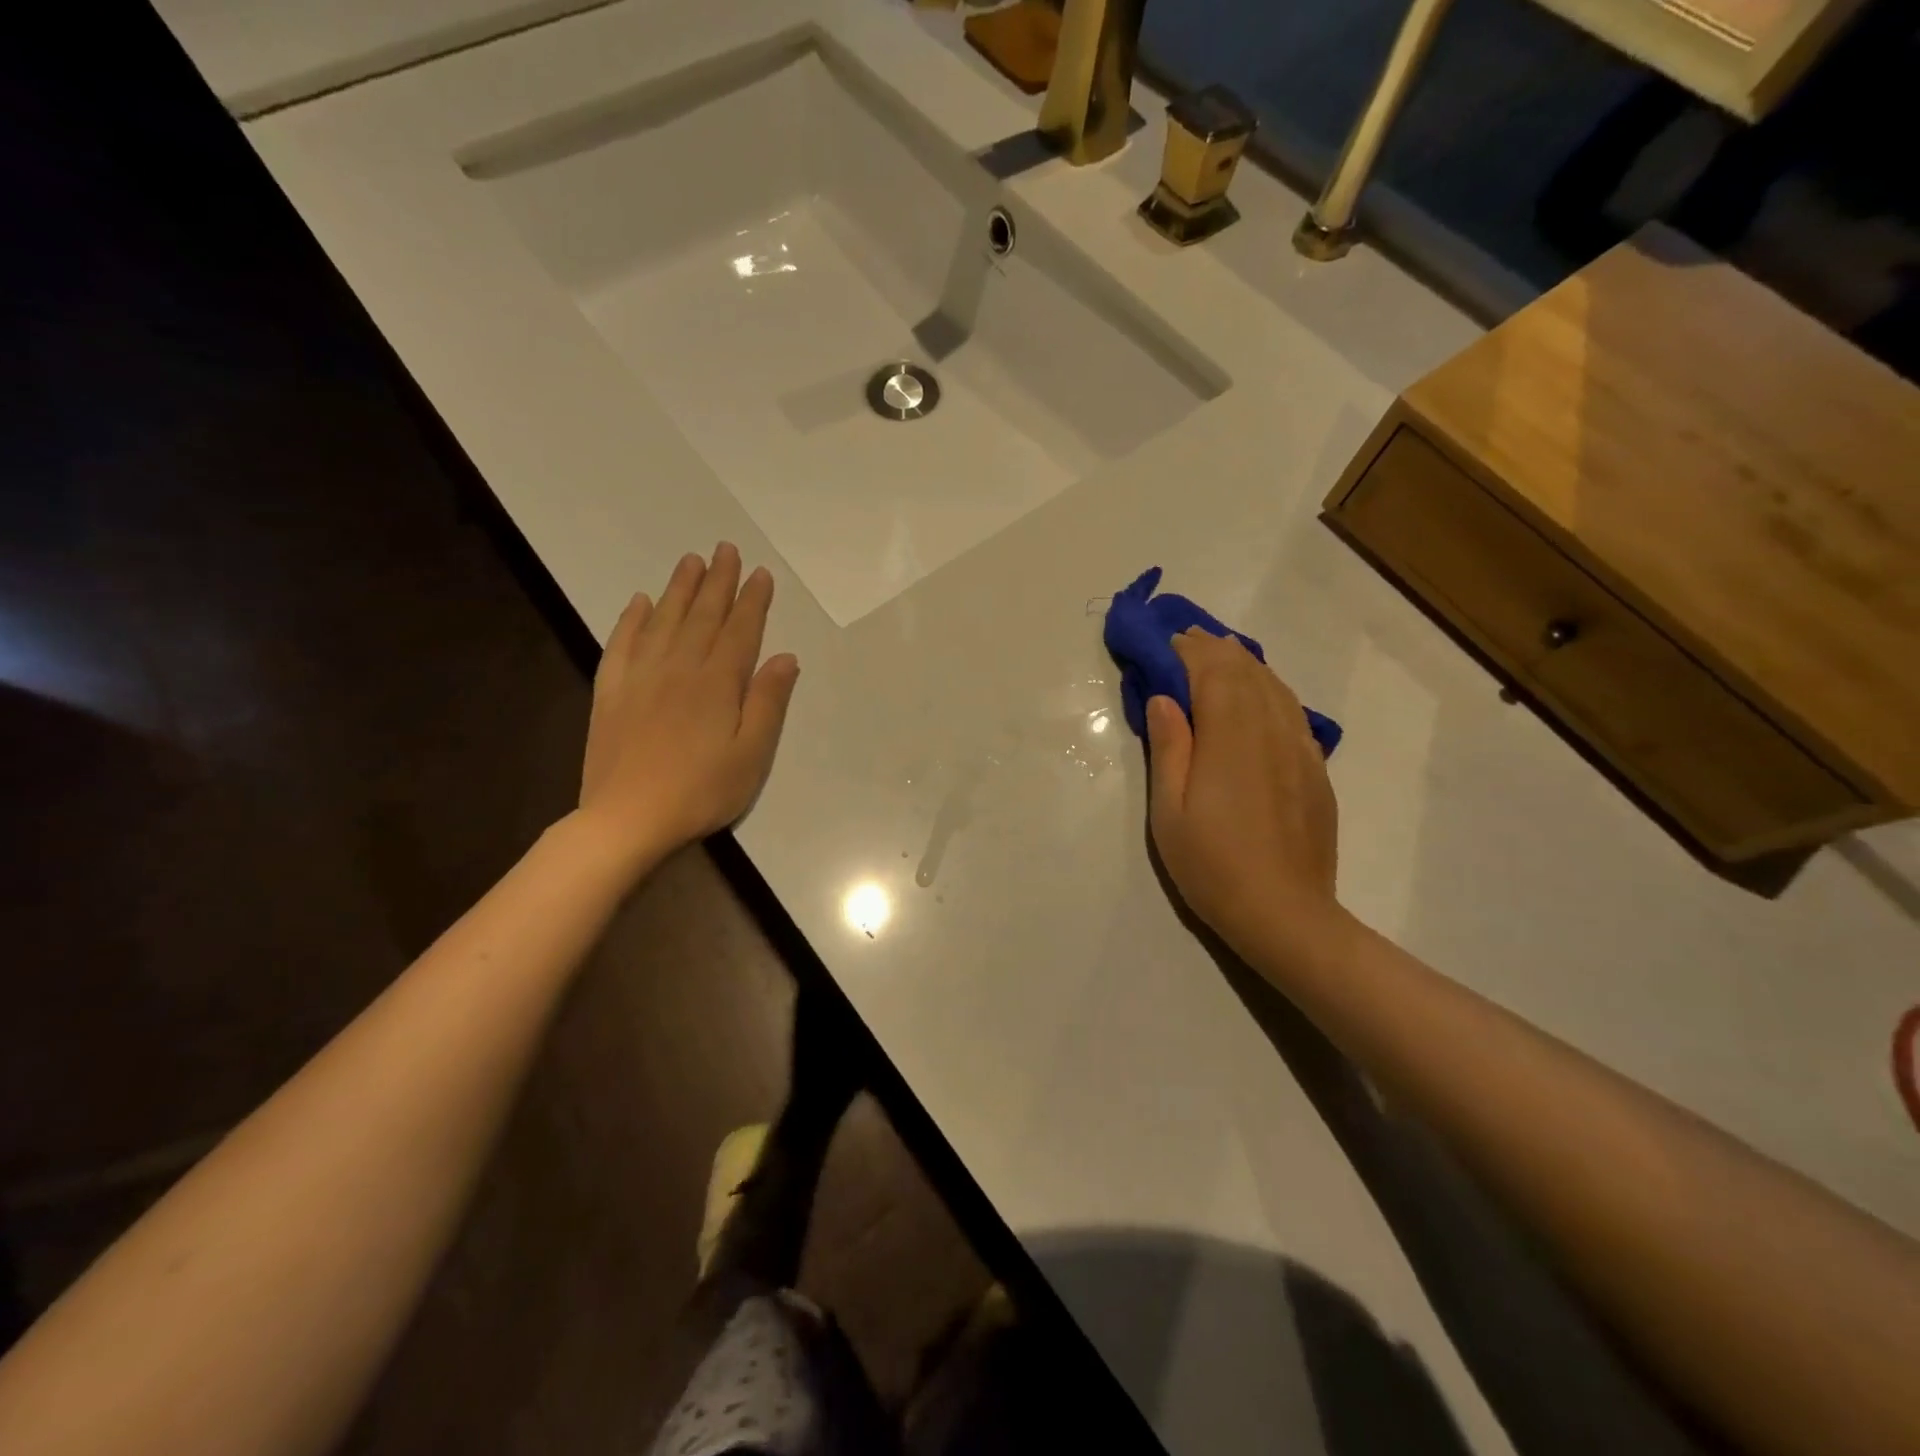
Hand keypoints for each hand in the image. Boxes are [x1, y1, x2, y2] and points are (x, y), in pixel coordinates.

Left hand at [576, 544, 798, 874]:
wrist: (628, 818)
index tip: (760, 573)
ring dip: (679, 589)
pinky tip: (639, 602)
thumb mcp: (751, 754)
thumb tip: (785, 657)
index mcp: (717, 683)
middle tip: (726, 549)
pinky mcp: (611, 692)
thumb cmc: (701, 791)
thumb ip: (768, 703)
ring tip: (691, 562)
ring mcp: (640, 677)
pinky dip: (631, 619)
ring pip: (663, 620)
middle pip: (702, 615)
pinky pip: (621, 643)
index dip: (752, 600)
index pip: (740, 630)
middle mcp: (679, 668)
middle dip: (718, 581)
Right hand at [1145, 628, 1339, 959]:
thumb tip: (1163, 698)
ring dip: (1245, 663)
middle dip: (1215, 649)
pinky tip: (1259, 695)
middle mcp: (1270, 730)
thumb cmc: (1212, 865)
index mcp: (1230, 737)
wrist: (1285, 914)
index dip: (1189, 651)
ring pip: (1274, 686)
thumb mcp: (1170, 811)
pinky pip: (1293, 710)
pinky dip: (1271, 689)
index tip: (1166, 642)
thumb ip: (1168, 747)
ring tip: (1220, 653)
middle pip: (1246, 671)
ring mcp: (1300, 748)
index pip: (1213, 672)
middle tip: (1187, 640)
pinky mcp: (1315, 768)